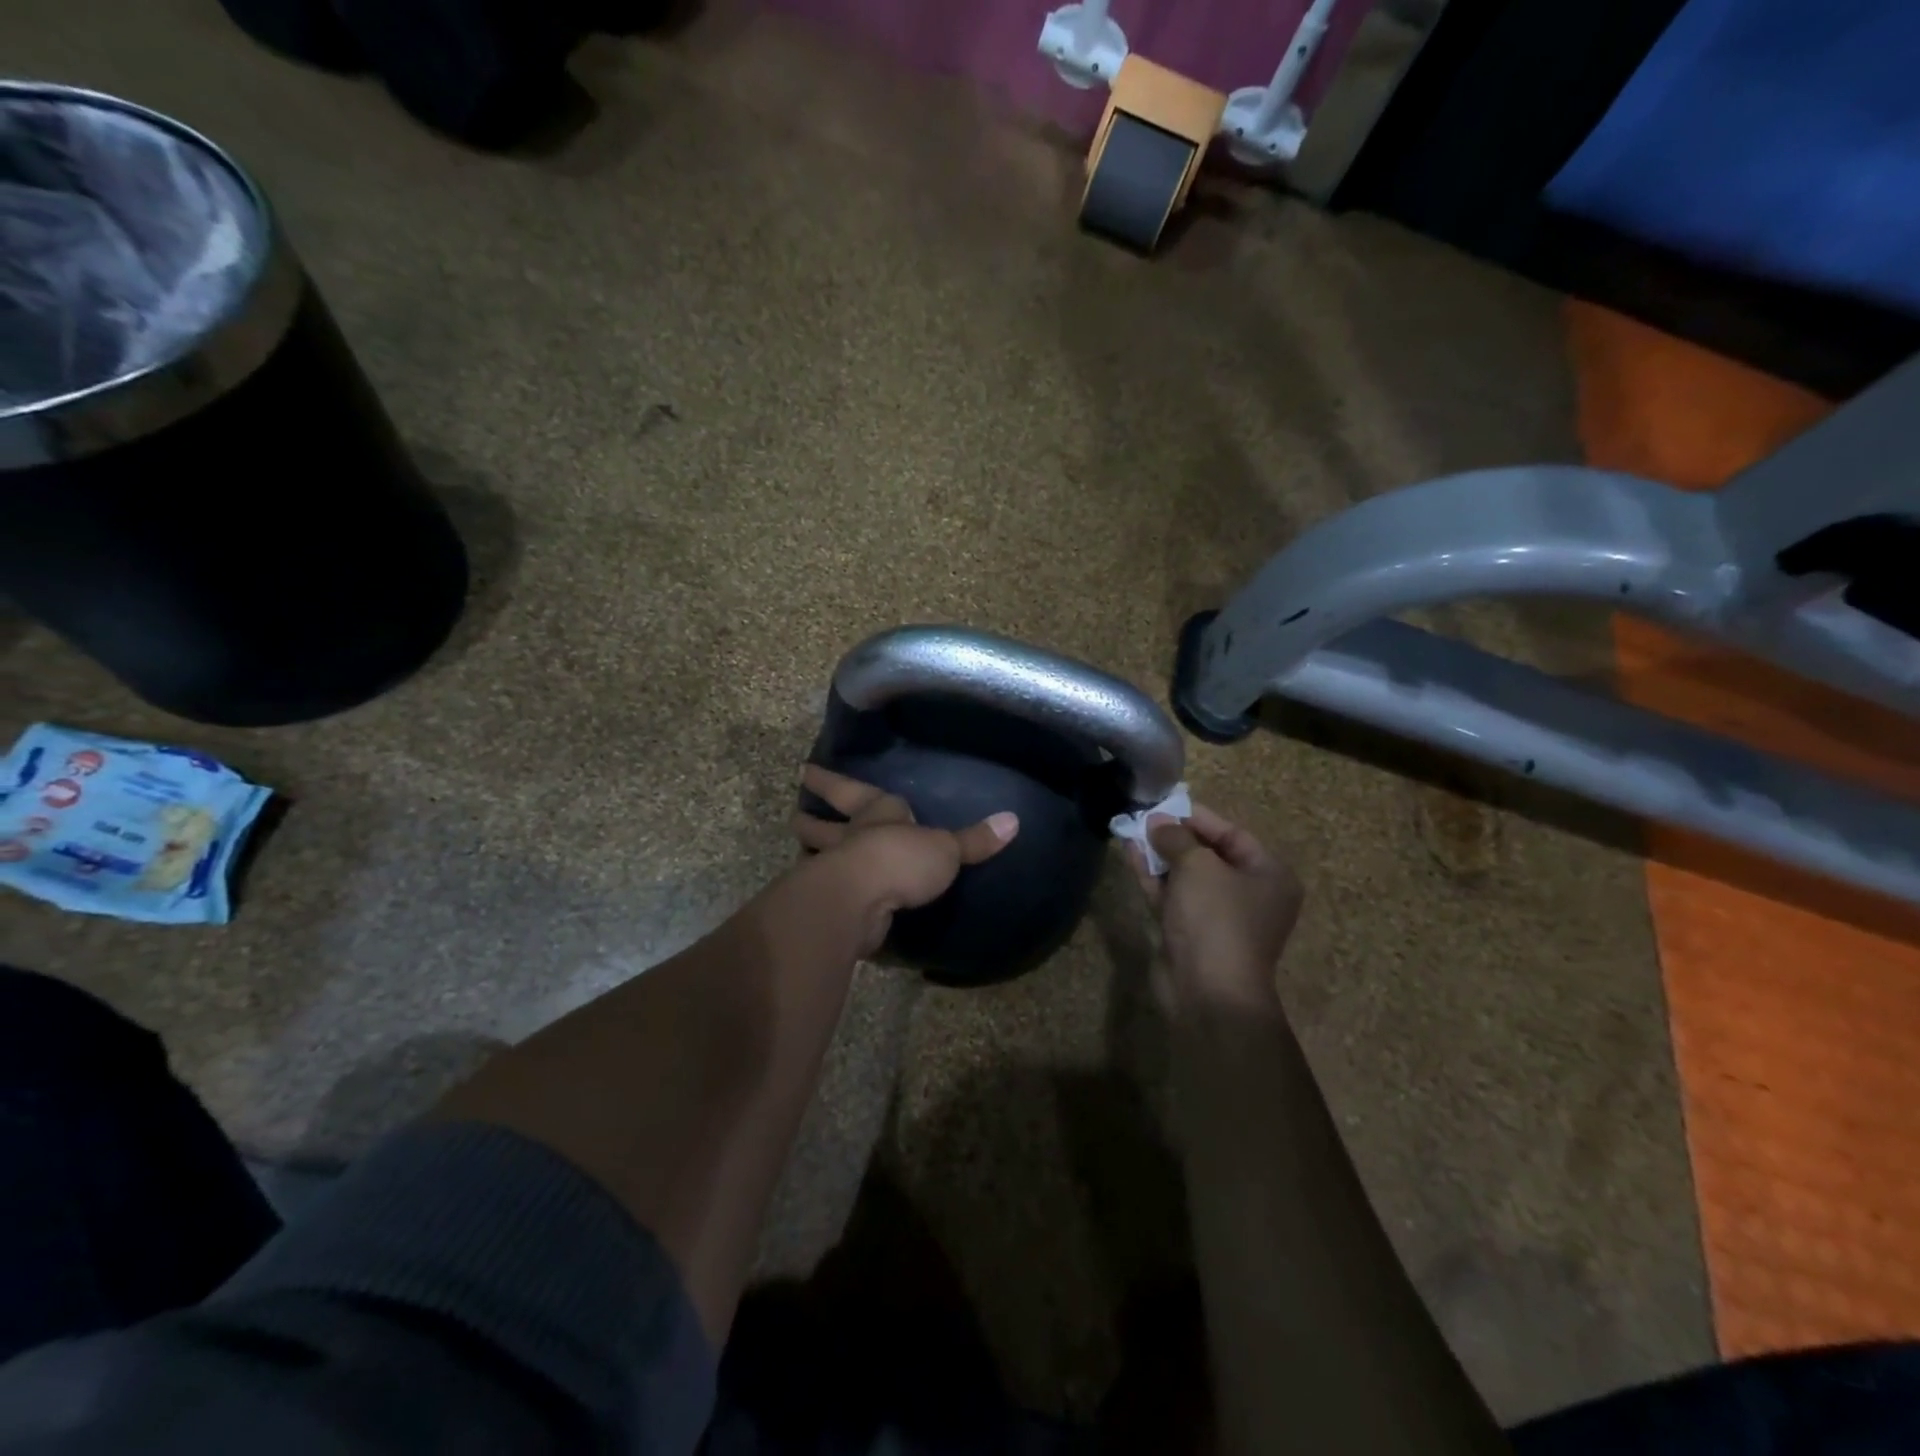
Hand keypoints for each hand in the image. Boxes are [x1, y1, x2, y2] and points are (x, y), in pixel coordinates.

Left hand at [793, 765, 1019, 955]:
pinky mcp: (832, 904)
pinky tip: (826, 897)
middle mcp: (852, 837)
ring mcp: (836, 870)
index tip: (807, 771)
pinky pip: (827, 892)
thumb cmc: (902, 860)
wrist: (860, 898)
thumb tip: (1014, 820)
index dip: (831, 782)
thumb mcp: (946, 849)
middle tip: (796, 815)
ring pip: (817, 855)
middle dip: (811, 818)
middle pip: (824, 824)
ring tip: (803, 852)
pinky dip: (823, 890)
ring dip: (811, 852)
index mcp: (878, 814)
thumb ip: (975, 840)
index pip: (852, 791)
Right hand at [1127, 804, 1302, 1014]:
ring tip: (1130, 830)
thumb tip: (1157, 821)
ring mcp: (1218, 917)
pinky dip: (1154, 877)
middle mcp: (1249, 895)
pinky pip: (1172, 896)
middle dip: (1175, 836)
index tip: (1165, 804)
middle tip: (1144, 818)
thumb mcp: (1198, 866)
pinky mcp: (1191, 934)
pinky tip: (1130, 854)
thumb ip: (1177, 837)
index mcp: (1269, 876)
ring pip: (1186, 876)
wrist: (1207, 992)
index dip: (1198, 818)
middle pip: (1209, 855)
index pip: (1233, 834)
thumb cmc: (1216, 919)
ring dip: (1159, 855)